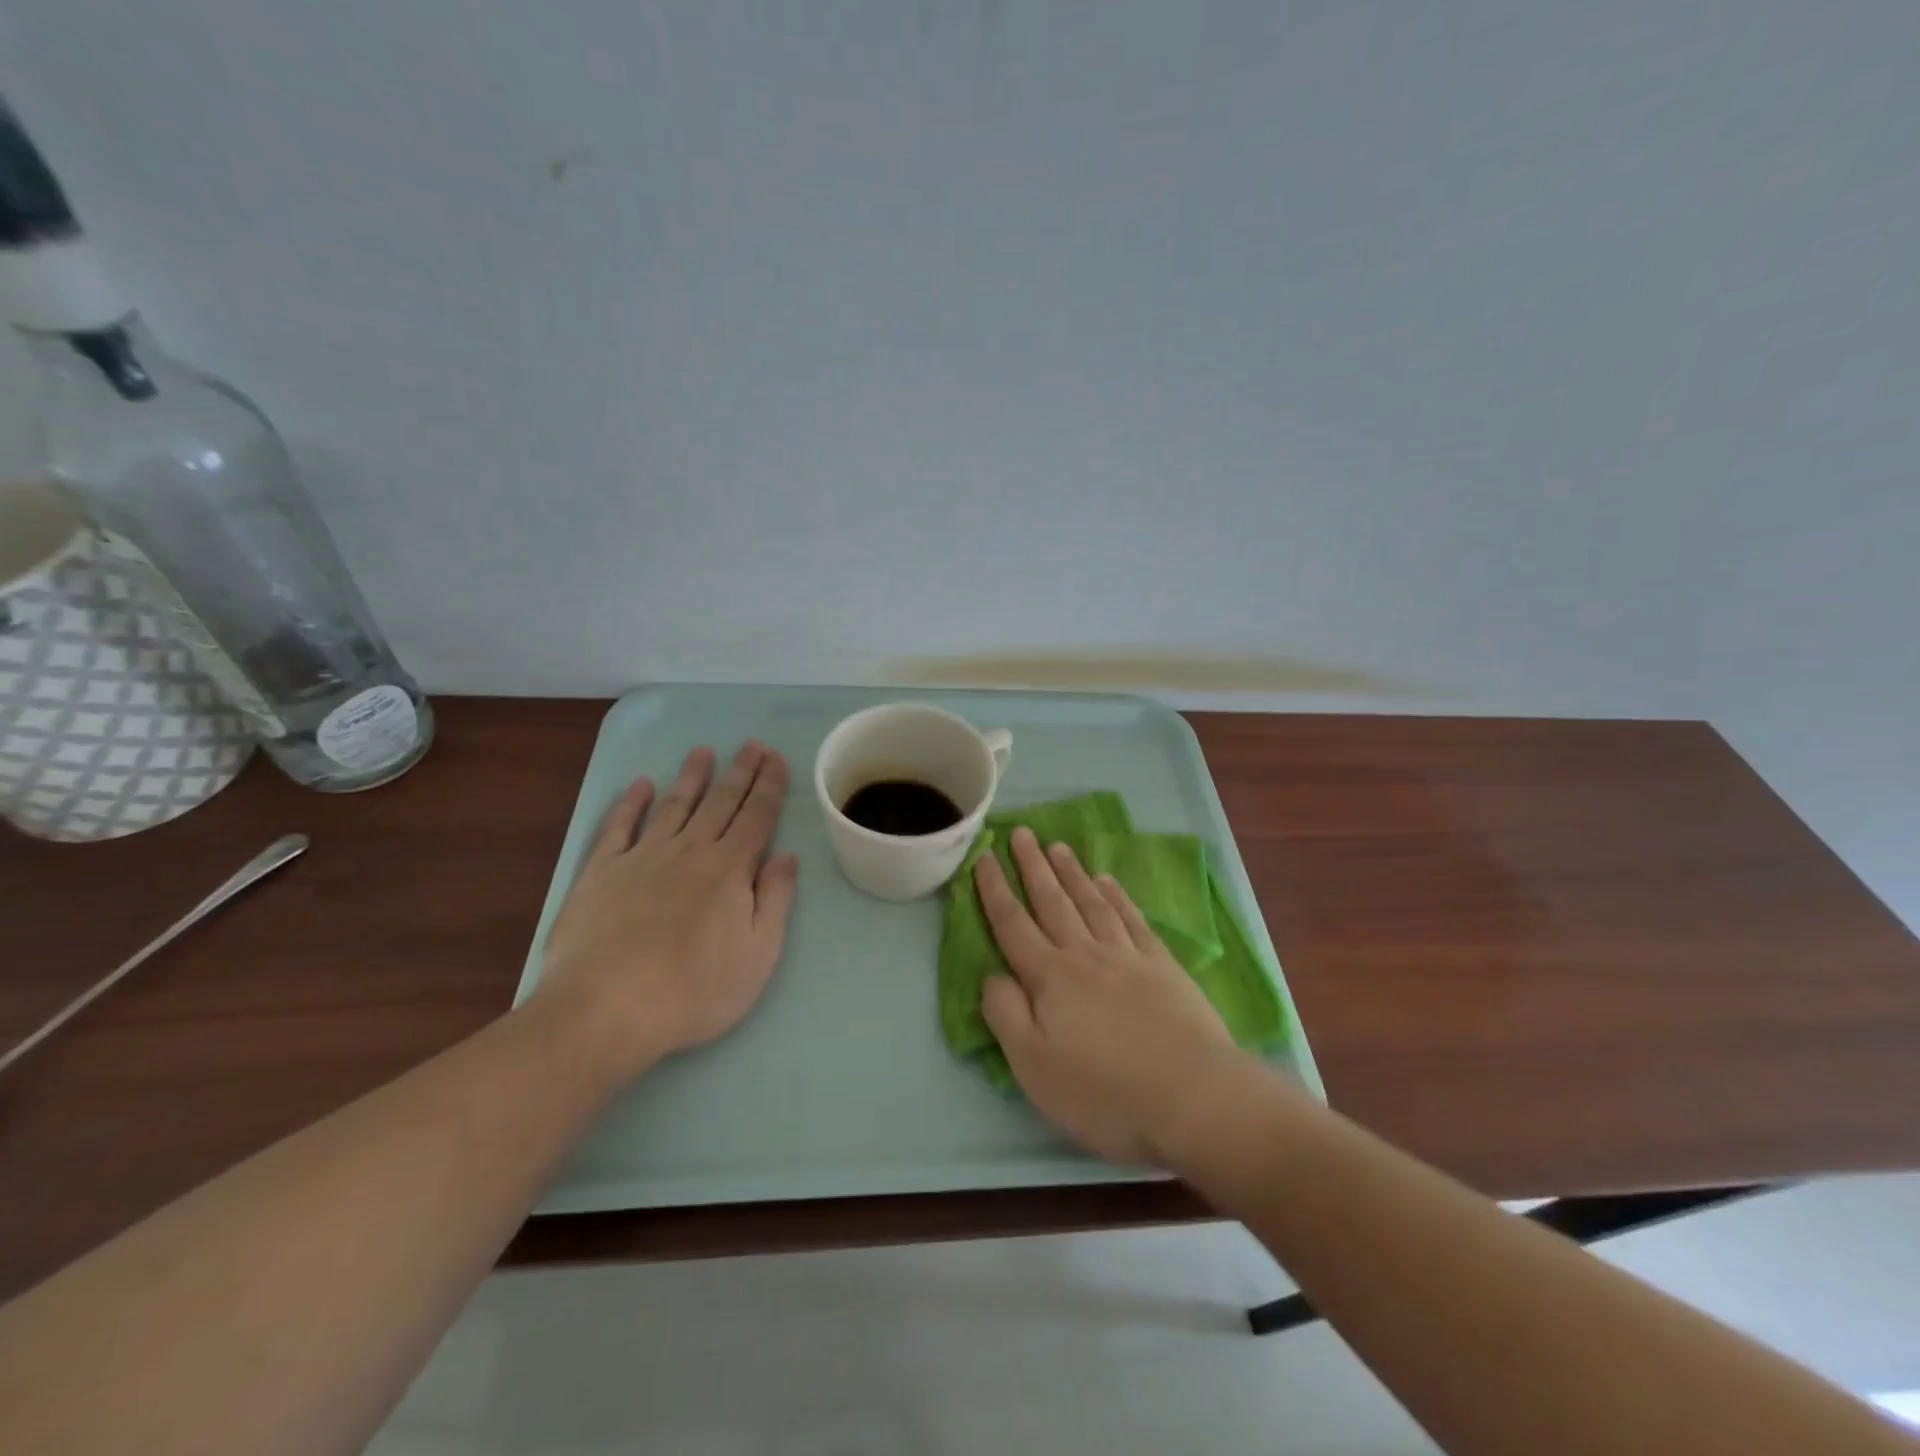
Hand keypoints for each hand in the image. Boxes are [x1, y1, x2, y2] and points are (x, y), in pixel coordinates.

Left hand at [534, 742, 799, 1080]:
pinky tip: (640, 785)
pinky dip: (630, 803)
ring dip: (692, 776)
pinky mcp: (601, 872)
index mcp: (730, 869)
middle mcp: (689, 851)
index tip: (776, 758)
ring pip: (674, 805)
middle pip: (720, 802)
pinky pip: (619, 827)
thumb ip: (774, 899)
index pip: (757, 816)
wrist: (606, 1010)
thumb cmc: (694, 989)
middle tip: (752, 744)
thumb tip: (786, 856)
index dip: (770, 785)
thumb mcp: (758, 954)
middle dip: (740, 771)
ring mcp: (642, 858)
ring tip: (704, 751)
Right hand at [975, 827, 1240, 1165]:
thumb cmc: (1104, 1091)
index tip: (983, 856)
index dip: (994, 889)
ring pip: (1091, 902)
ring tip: (1058, 846)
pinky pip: (1132, 919)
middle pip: (1052, 902)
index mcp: (1049, 978)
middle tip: (1021, 832)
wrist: (1194, 1096)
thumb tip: (992, 975)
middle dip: (1032, 866)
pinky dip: (1117, 895)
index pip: (1012, 924)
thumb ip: (1005, 1015)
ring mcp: (1127, 956)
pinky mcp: (1162, 965)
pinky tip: (1108, 880)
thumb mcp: (1034, 1067)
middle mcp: (1084, 954)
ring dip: (1071, 872)